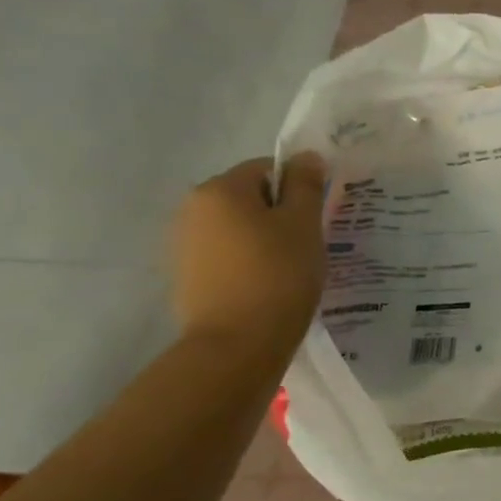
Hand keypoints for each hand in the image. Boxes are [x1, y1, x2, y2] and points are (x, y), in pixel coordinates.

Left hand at [171, 154, 326, 350]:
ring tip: (290, 269)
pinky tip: (267, 287)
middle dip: (280, 214)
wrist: (237, 344)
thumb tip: (305, 156)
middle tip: (307, 244)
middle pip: (249, 197)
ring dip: (264, 239)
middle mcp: (192, 208)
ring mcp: (184, 244)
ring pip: (238, 228)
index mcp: (220, 189)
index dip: (298, 188)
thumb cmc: (278, 275)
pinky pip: (227, 255)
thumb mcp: (303, 224)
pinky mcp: (187, 276)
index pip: (267, 168)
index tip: (316, 218)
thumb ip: (305, 185)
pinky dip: (248, 263)